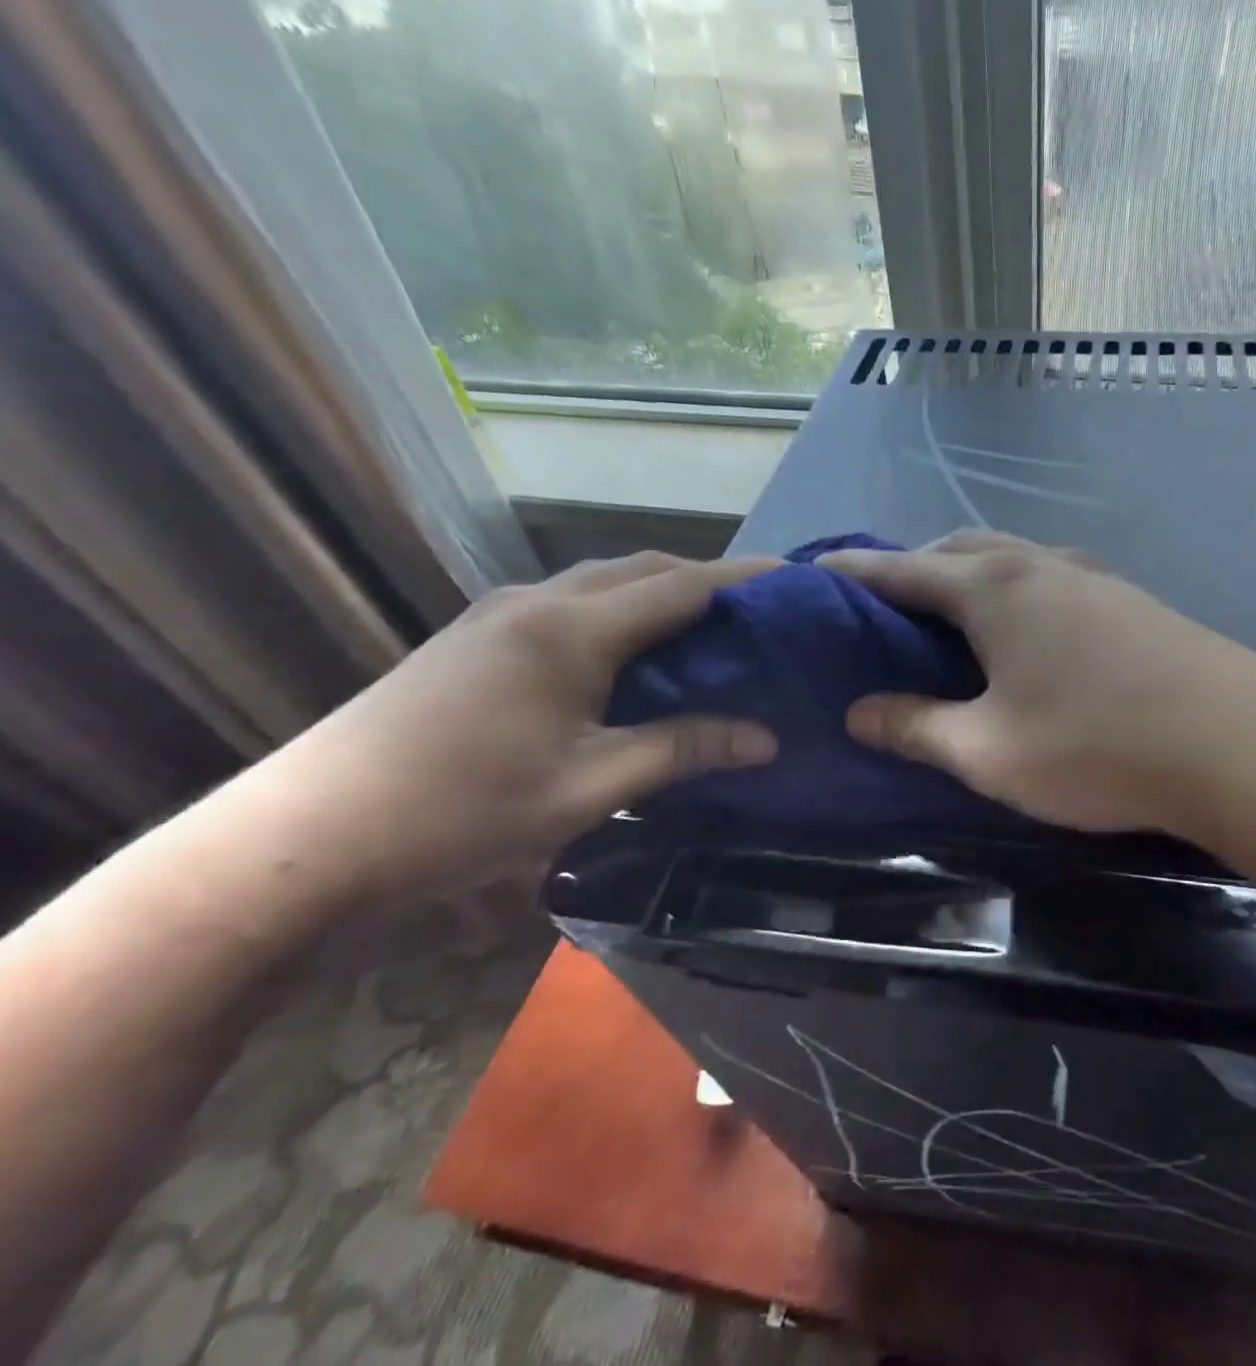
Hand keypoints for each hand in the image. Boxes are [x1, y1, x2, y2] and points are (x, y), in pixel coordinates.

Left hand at [264, 553, 780, 895]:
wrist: (308, 837)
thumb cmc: (461, 812)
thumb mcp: (590, 788)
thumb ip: (683, 749)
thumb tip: (768, 738)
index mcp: (571, 629)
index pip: (681, 585)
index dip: (743, 578)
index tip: (795, 578)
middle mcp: (538, 601)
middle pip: (643, 569)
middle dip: (706, 580)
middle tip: (758, 612)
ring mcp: (499, 613)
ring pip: (603, 580)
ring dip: (659, 592)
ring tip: (707, 629)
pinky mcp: (476, 634)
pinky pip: (570, 601)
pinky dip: (619, 609)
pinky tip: (631, 651)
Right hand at [820, 532, 1255, 838]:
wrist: (1239, 745)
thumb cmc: (1095, 747)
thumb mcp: (987, 750)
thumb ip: (916, 727)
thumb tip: (858, 712)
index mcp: (992, 590)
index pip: (902, 570)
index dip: (854, 572)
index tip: (817, 571)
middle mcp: (1038, 565)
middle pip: (958, 552)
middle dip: (914, 570)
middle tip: (884, 608)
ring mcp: (1091, 577)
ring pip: (1009, 561)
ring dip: (969, 578)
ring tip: (948, 618)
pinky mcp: (1129, 601)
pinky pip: (1049, 580)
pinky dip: (1014, 594)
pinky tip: (1023, 634)